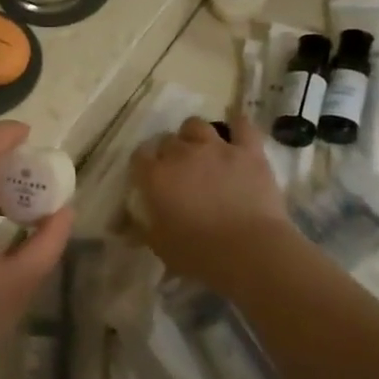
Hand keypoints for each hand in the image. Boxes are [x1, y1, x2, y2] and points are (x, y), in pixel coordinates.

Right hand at [129, 113, 296, 294]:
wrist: (250, 250)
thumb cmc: (199, 253)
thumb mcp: (160, 246)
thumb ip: (144, 229)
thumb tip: (128, 227)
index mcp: (156, 177)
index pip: (139, 157)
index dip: (142, 165)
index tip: (148, 178)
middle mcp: (182, 154)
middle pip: (167, 140)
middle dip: (168, 153)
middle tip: (177, 171)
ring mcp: (217, 148)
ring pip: (197, 125)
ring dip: (194, 135)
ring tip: (201, 150)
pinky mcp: (248, 151)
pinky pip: (242, 125)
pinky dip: (237, 126)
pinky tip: (236, 134)